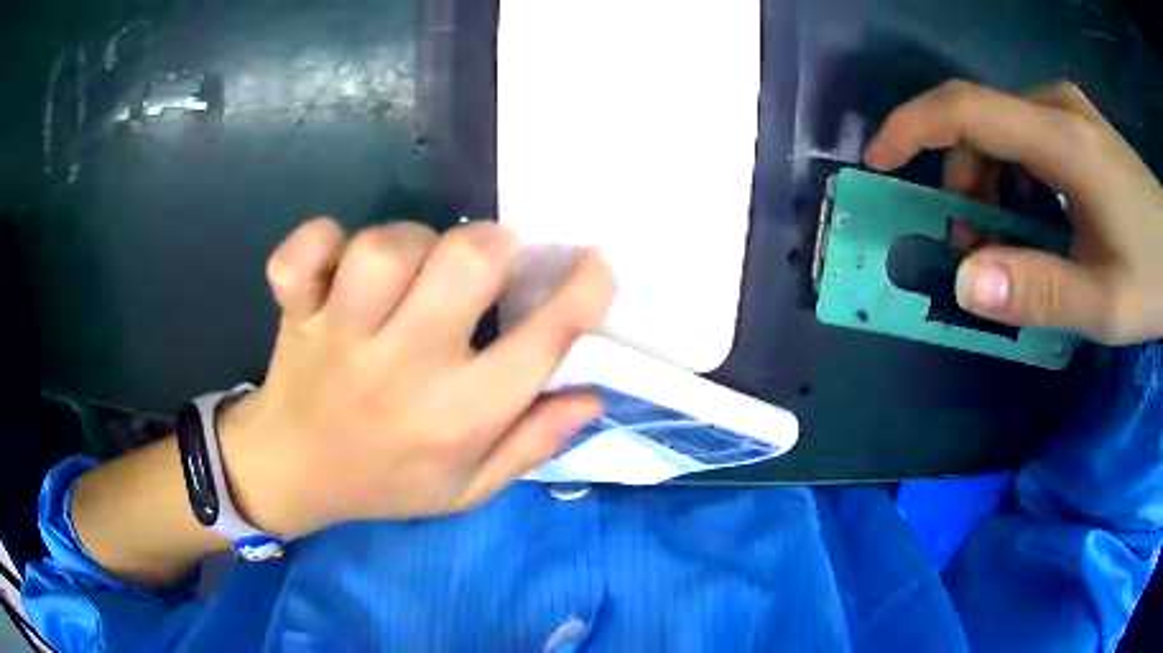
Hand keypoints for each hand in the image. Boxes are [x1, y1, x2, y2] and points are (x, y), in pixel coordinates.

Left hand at [222, 220, 615, 537]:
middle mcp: (403, 370)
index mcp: (457, 418)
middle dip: (493, 246)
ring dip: (412, 240)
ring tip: (411, 265)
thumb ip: (532, 445)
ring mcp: (341, 337)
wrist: (293, 474)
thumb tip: (592, 396)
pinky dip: (320, 239)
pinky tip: (332, 261)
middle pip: (464, 264)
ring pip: (387, 248)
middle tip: (488, 259)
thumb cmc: (386, 481)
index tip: (595, 265)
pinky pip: (303, 252)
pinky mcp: (297, 313)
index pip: (542, 342)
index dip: (584, 291)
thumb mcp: (469, 488)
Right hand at [864, 80, 1162, 344]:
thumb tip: (964, 281)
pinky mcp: (1075, 120)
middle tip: (974, 246)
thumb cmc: (1151, 278)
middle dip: (963, 182)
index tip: (879, 161)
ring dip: (989, 181)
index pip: (967, 108)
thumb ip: (1039, 292)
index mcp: (1063, 140)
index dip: (912, 127)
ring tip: (1009, 239)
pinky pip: (1023, 132)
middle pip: (981, 122)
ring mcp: (1066, 108)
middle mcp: (1056, 106)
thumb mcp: (1102, 304)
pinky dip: (1013, 173)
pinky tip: (1036, 214)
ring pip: (1001, 128)